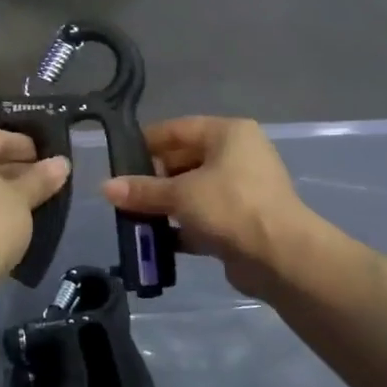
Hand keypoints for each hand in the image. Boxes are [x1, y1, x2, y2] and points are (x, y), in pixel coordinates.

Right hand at [101, 117, 314, 297]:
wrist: (280, 256)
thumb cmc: (230, 207)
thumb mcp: (180, 194)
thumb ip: (142, 190)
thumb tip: (105, 188)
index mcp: (228, 133)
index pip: (178, 129)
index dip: (147, 143)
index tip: (118, 160)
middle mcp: (238, 155)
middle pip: (185, 160)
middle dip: (154, 179)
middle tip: (123, 194)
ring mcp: (243, 189)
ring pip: (194, 191)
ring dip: (166, 205)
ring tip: (133, 217)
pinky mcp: (242, 220)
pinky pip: (204, 217)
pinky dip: (183, 226)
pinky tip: (156, 241)